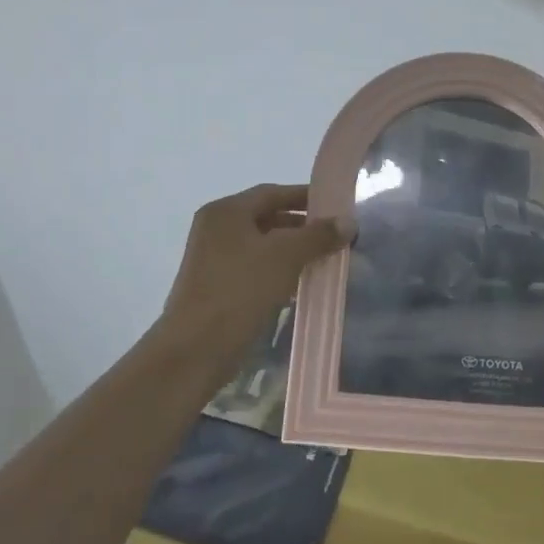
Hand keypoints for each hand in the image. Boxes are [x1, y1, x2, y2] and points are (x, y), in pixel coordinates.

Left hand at [158, 184, 353, 360]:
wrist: (195, 350)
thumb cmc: (239, 290)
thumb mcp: (285, 257)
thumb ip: (318, 235)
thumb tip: (348, 221)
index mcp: (226, 212)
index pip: (272, 193)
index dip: (305, 197)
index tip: (336, 206)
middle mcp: (216, 229)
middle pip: (267, 218)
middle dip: (302, 226)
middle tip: (336, 235)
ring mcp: (214, 259)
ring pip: (262, 246)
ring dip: (293, 251)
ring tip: (326, 259)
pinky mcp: (217, 286)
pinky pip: (255, 268)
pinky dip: (279, 271)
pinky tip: (302, 284)